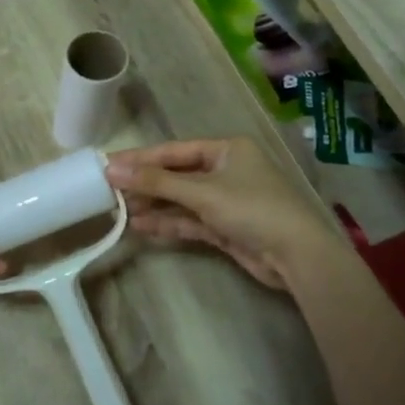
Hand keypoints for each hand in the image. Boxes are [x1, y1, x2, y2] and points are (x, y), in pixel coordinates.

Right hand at [105, 137, 334, 290]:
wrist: (297, 255)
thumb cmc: (252, 209)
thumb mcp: (202, 192)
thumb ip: (156, 182)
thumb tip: (112, 169)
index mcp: (227, 149)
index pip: (174, 150)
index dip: (140, 158)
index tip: (108, 165)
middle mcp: (226, 170)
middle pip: (176, 174)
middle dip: (145, 184)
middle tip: (109, 190)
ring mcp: (226, 200)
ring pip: (181, 199)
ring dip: (153, 206)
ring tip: (120, 211)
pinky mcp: (225, 227)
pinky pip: (189, 220)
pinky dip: (168, 223)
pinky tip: (141, 227)